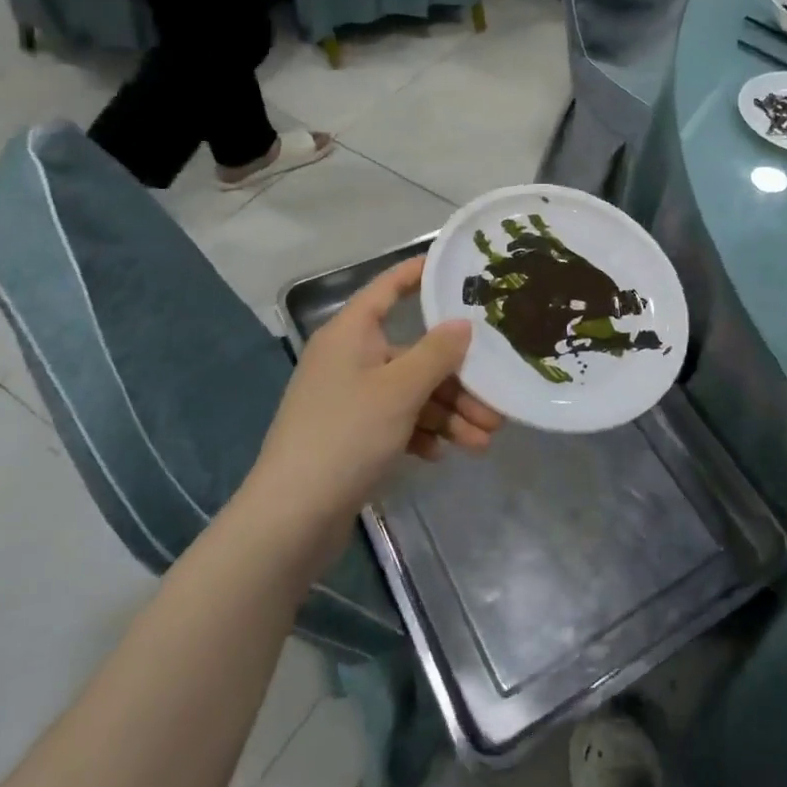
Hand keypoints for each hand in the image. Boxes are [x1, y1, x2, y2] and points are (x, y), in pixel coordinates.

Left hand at [256, 258, 502, 525]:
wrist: (291, 519)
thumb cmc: (346, 435)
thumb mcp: (400, 389)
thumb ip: (438, 353)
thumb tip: (463, 324)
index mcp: (351, 333)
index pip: (388, 288)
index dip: (419, 273)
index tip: (456, 268)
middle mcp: (350, 358)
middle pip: (414, 353)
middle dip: (457, 379)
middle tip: (495, 402)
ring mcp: (349, 398)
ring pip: (411, 392)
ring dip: (448, 413)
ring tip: (483, 441)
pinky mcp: (351, 435)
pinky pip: (397, 421)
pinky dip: (423, 433)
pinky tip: (443, 454)